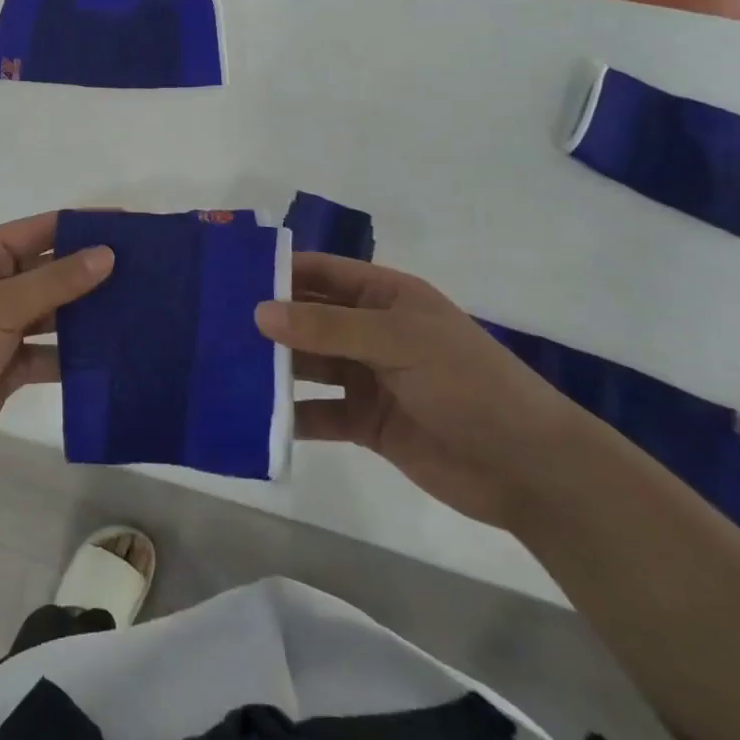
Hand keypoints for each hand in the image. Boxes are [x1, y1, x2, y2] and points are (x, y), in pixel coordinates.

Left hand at [0, 212, 112, 481]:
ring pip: (52, 311)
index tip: (132, 227)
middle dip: (91, 270)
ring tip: (139, 311)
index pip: (41, 230)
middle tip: (147, 273)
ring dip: (86, 313)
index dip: (83, 226)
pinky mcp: (6, 365)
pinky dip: (73, 354)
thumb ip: (54, 281)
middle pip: (49, 269)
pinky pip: (48, 351)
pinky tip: (111, 355)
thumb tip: (105, 252)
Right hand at [256, 254, 595, 530]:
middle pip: (309, 320)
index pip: (322, 274)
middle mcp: (372, 331)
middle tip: (211, 325)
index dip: (280, 272)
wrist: (527, 467)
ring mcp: (368, 377)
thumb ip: (327, 328)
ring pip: (309, 365)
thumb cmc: (467, 382)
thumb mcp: (398, 341)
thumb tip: (259, 311)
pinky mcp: (366, 422)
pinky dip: (291, 415)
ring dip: (274, 368)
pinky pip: (319, 412)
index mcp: (385, 297)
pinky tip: (254, 418)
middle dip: (268, 323)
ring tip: (222, 368)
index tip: (229, 276)